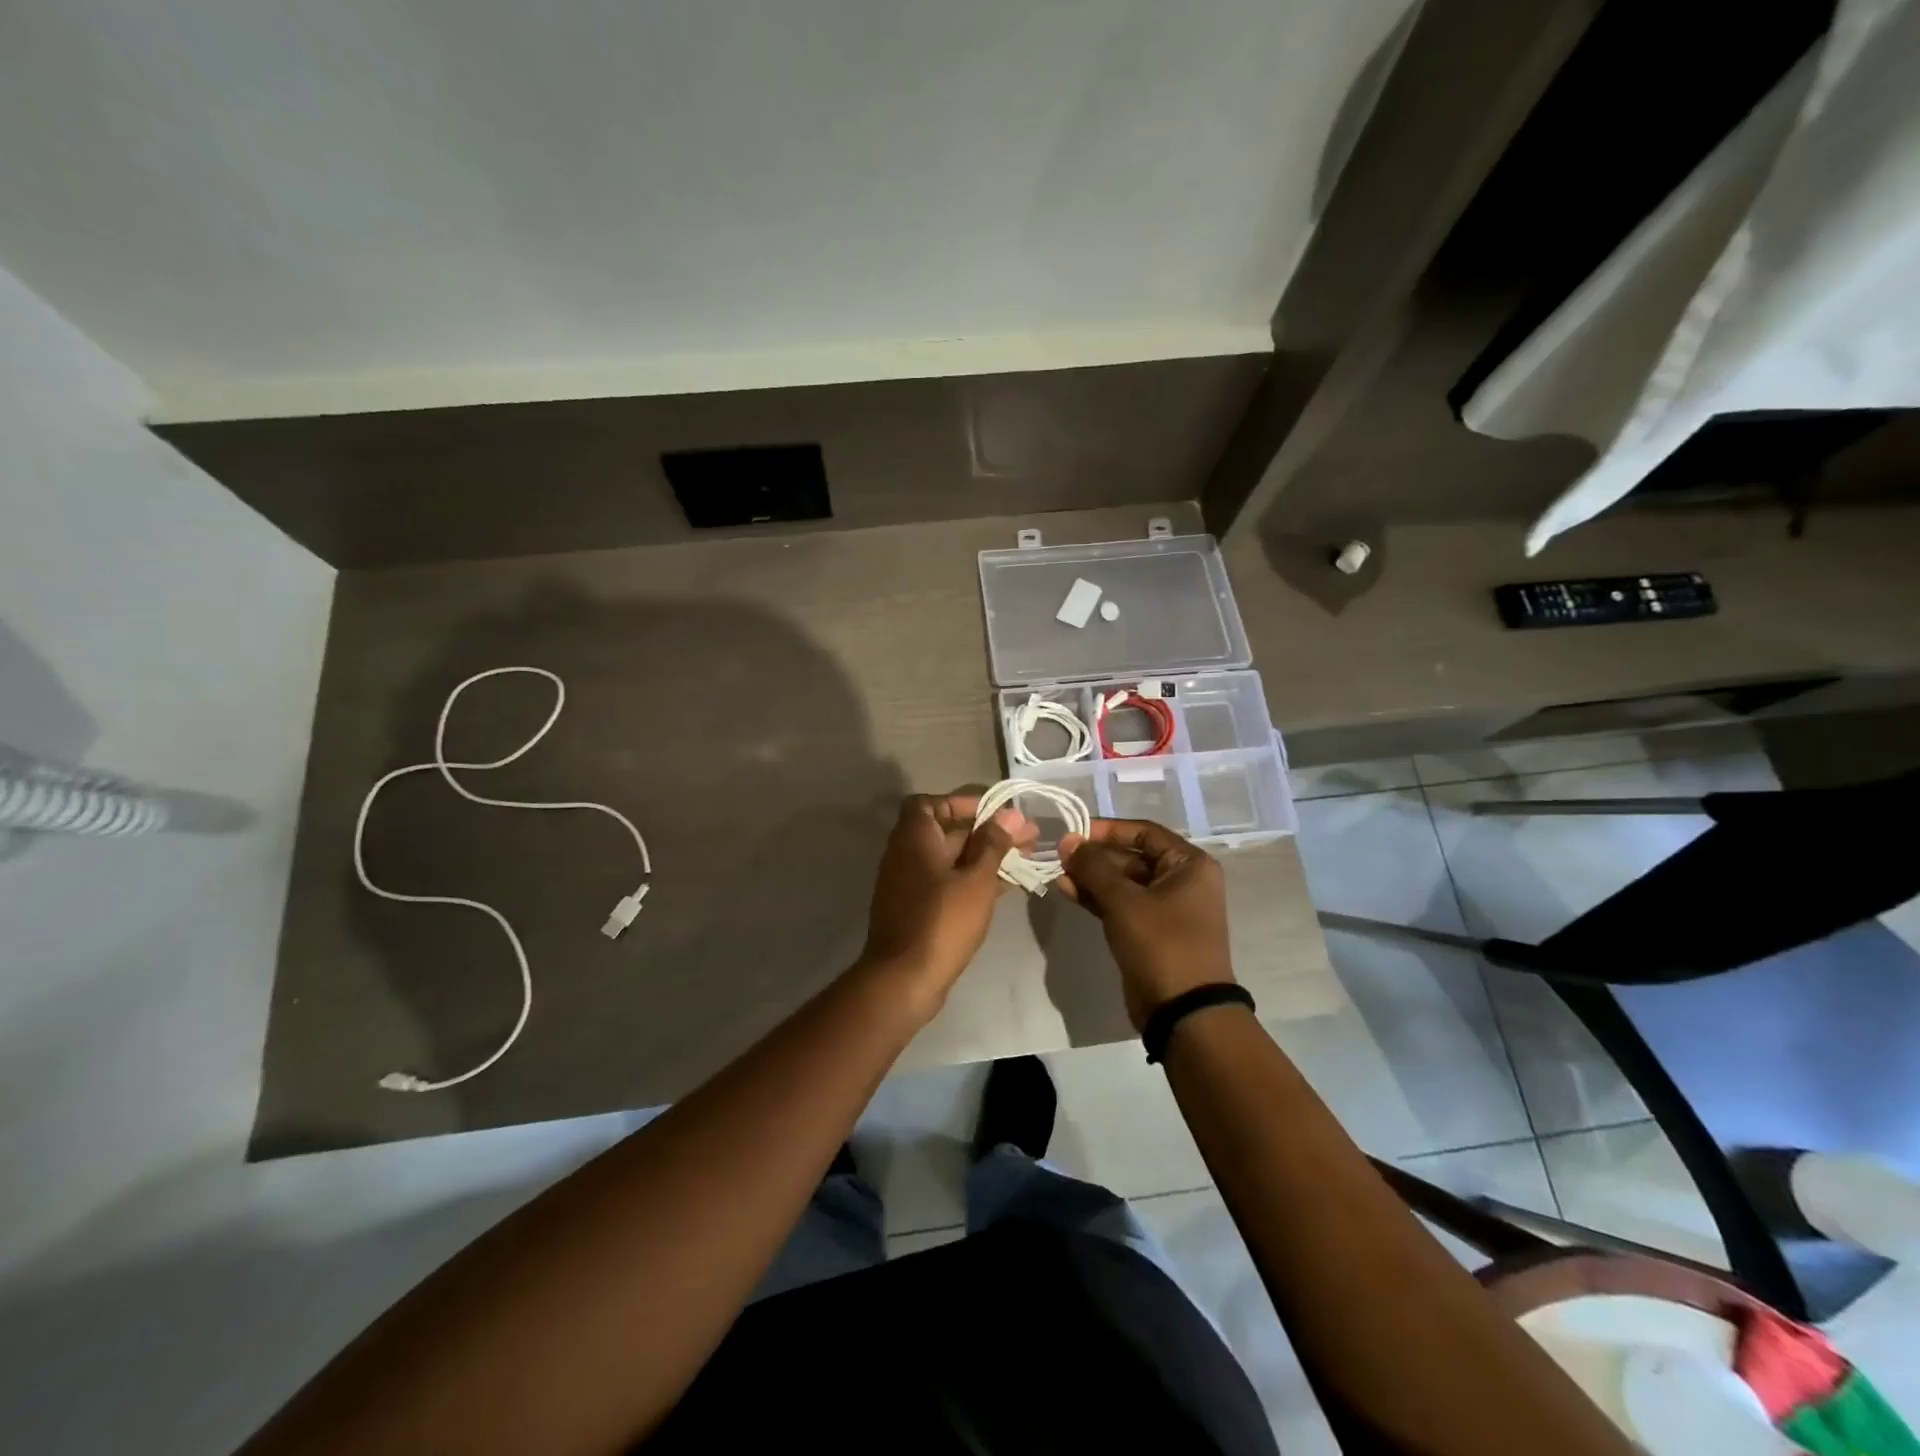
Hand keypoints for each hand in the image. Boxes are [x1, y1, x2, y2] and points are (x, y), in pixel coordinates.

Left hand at [859, 792, 1033, 1009]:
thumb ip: (993, 844)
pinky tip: (1009, 885)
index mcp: (914, 837)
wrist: (904, 979)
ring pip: (953, 860)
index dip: (963, 803)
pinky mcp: (920, 909)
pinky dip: (975, 880)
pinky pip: (950, 882)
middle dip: (988, 831)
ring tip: (1027, 858)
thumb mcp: (976, 879)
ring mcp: (912, 884)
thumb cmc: (942, 920)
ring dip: (986, 856)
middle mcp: (907, 854)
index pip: (932, 803)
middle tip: (1029, 837)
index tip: (995, 812)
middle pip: (949, 831)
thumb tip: (1010, 815)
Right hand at [1057, 819, 1233, 1031]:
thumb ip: (1093, 867)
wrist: (1183, 1012)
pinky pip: (1120, 904)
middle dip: (1095, 856)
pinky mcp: (1149, 932)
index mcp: (1189, 865)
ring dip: (1091, 877)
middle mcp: (1182, 881)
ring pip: (1123, 882)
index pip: (1144, 831)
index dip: (1108, 829)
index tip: (1074, 832)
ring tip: (1057, 873)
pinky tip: (1067, 891)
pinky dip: (1096, 897)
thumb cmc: (1161, 944)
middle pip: (1132, 856)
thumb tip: (1068, 840)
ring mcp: (1166, 908)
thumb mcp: (1124, 901)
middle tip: (1059, 856)